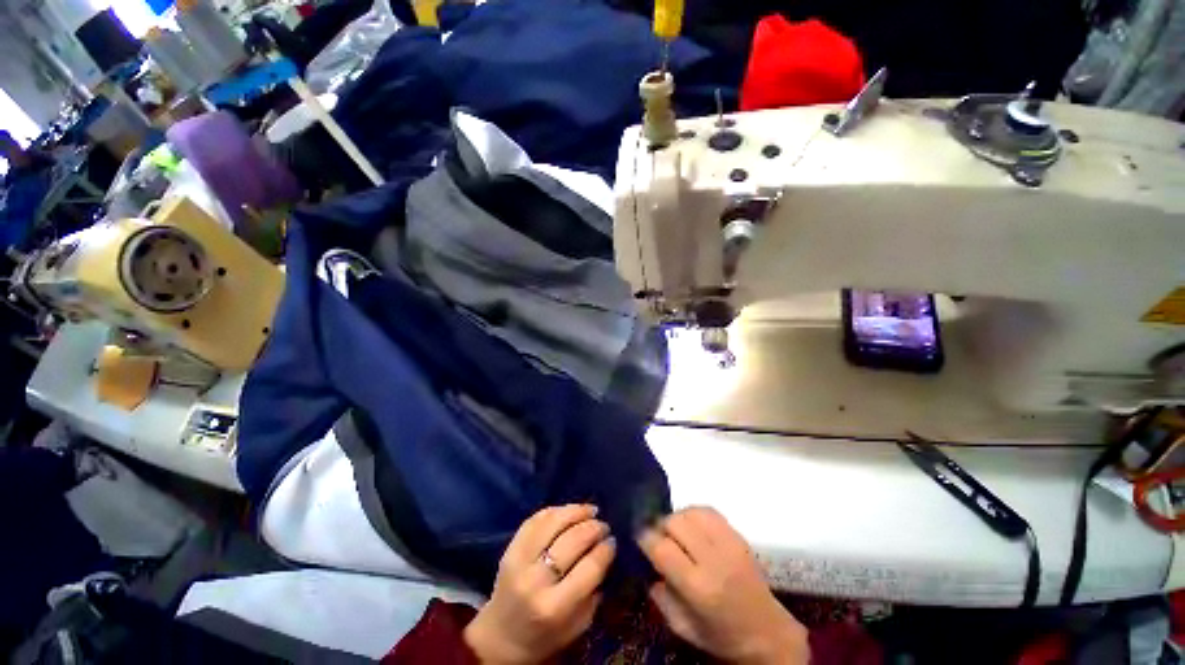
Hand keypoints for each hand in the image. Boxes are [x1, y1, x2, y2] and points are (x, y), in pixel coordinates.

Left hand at [464, 505, 615, 663]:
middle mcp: (535, 580)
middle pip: (572, 540)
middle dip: (593, 527)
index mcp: (555, 607)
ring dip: (576, 511)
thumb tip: (606, 551)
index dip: (605, 549)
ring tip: (590, 510)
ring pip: (552, 522)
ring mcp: (519, 560)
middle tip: (603, 525)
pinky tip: (568, 511)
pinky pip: (535, 519)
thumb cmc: (544, 636)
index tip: (613, 541)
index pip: (589, 567)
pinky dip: (555, 511)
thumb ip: (593, 590)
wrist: (500, 638)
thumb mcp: (577, 625)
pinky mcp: (510, 548)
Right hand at [639, 507, 807, 664]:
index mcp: (698, 588)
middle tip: (658, 537)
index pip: (662, 548)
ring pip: (690, 512)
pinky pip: (708, 511)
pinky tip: (692, 527)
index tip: (639, 537)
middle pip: (674, 523)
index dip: (645, 538)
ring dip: (677, 519)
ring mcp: (728, 544)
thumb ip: (660, 597)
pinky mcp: (738, 536)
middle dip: (660, 526)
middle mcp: (713, 560)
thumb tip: (647, 565)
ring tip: (676, 532)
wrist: (768, 632)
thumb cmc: (721, 634)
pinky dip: (694, 514)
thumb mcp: (683, 627)